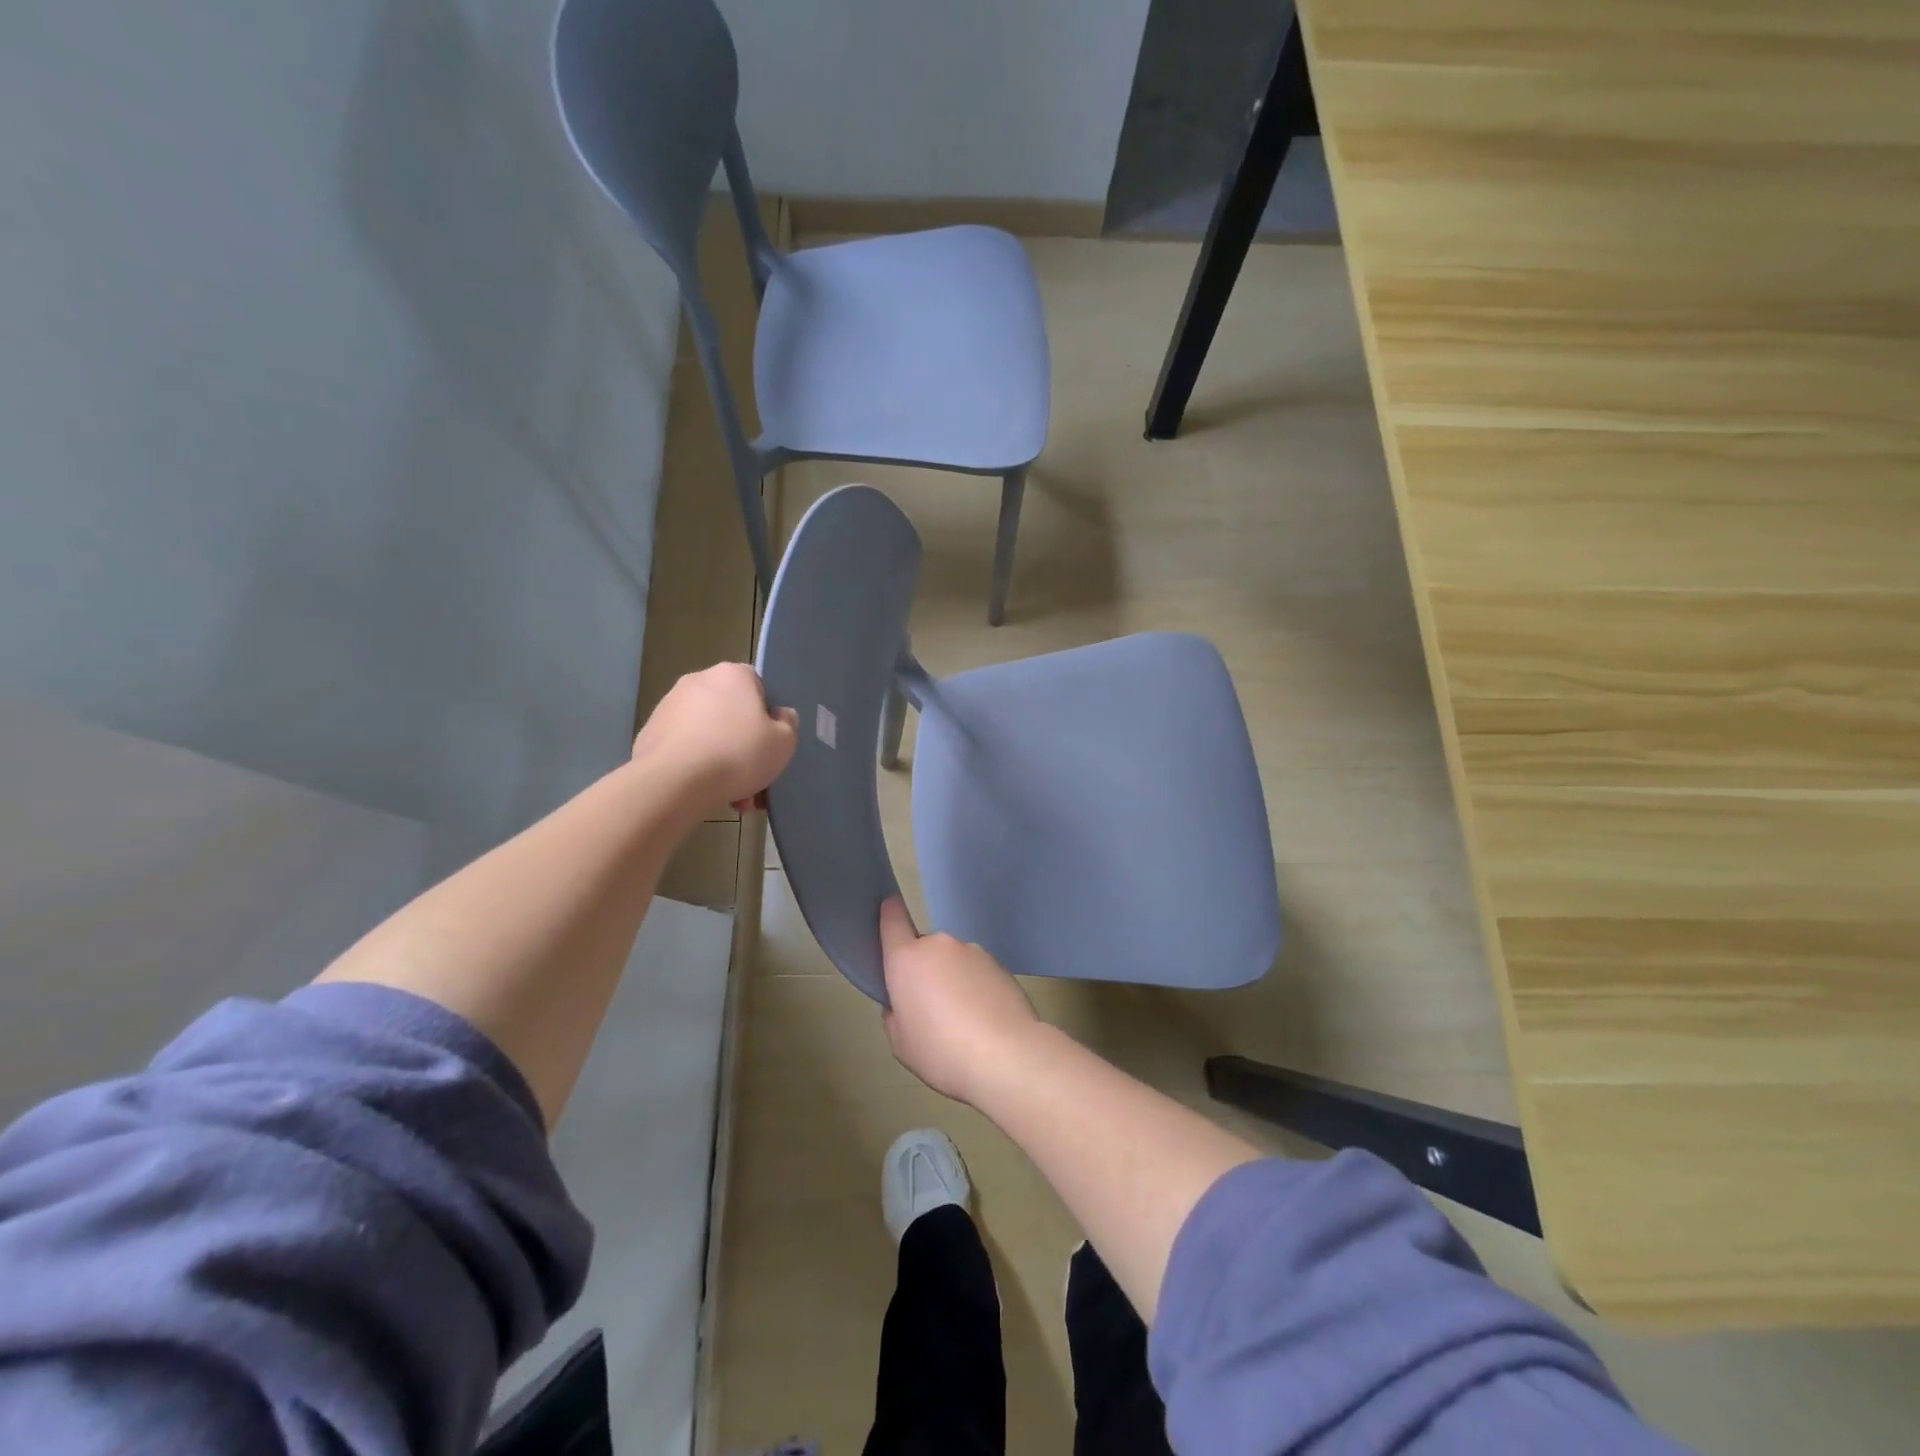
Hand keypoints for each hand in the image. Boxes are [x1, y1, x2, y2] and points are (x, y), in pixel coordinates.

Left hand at [632, 663, 797, 814]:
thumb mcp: (784, 742)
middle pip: (731, 713)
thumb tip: (780, 716)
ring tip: (732, 795)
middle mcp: (698, 680)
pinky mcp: (649, 732)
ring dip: (721, 760)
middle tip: (754, 777)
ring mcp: (668, 706)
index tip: (770, 743)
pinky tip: (705, 792)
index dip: (767, 717)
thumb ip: (788, 724)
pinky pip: (684, 748)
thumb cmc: (738, 753)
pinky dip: (696, 766)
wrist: (674, 781)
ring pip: (708, 734)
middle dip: (743, 745)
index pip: (758, 687)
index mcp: (732, 674)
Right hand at [879, 898, 1044, 1105]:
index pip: (892, 920)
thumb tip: (907, 1002)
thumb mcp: (901, 1042)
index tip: (888, 909)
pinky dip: (977, 989)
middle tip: (931, 1009)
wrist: (1006, 1055)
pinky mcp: (1000, 965)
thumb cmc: (941, 1050)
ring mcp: (973, 951)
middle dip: (925, 972)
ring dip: (954, 981)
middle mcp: (939, 945)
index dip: (888, 913)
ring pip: (954, 962)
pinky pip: (978, 973)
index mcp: (907, 959)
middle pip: (925, 950)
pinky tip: (985, 1021)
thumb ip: (896, 1013)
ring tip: (964, 1021)